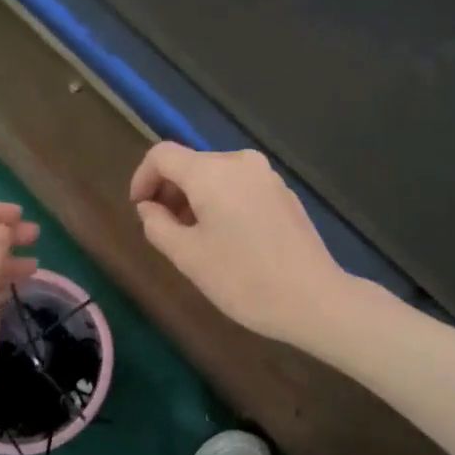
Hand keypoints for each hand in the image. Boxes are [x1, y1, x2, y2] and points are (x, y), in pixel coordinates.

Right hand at [129, 143, 350, 344]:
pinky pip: (240, 187)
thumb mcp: (188, 257)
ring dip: (196, 199)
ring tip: (194, 239)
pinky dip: (222, 203)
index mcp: (212, 172)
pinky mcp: (284, 193)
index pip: (162, 154)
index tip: (140, 210)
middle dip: (170, 192)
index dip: (142, 178)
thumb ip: (158, 225)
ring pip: (216, 176)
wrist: (314, 299)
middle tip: (164, 230)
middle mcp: (240, 162)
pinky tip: (228, 239)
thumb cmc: (243, 279)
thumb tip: (149, 208)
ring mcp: (267, 176)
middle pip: (191, 163)